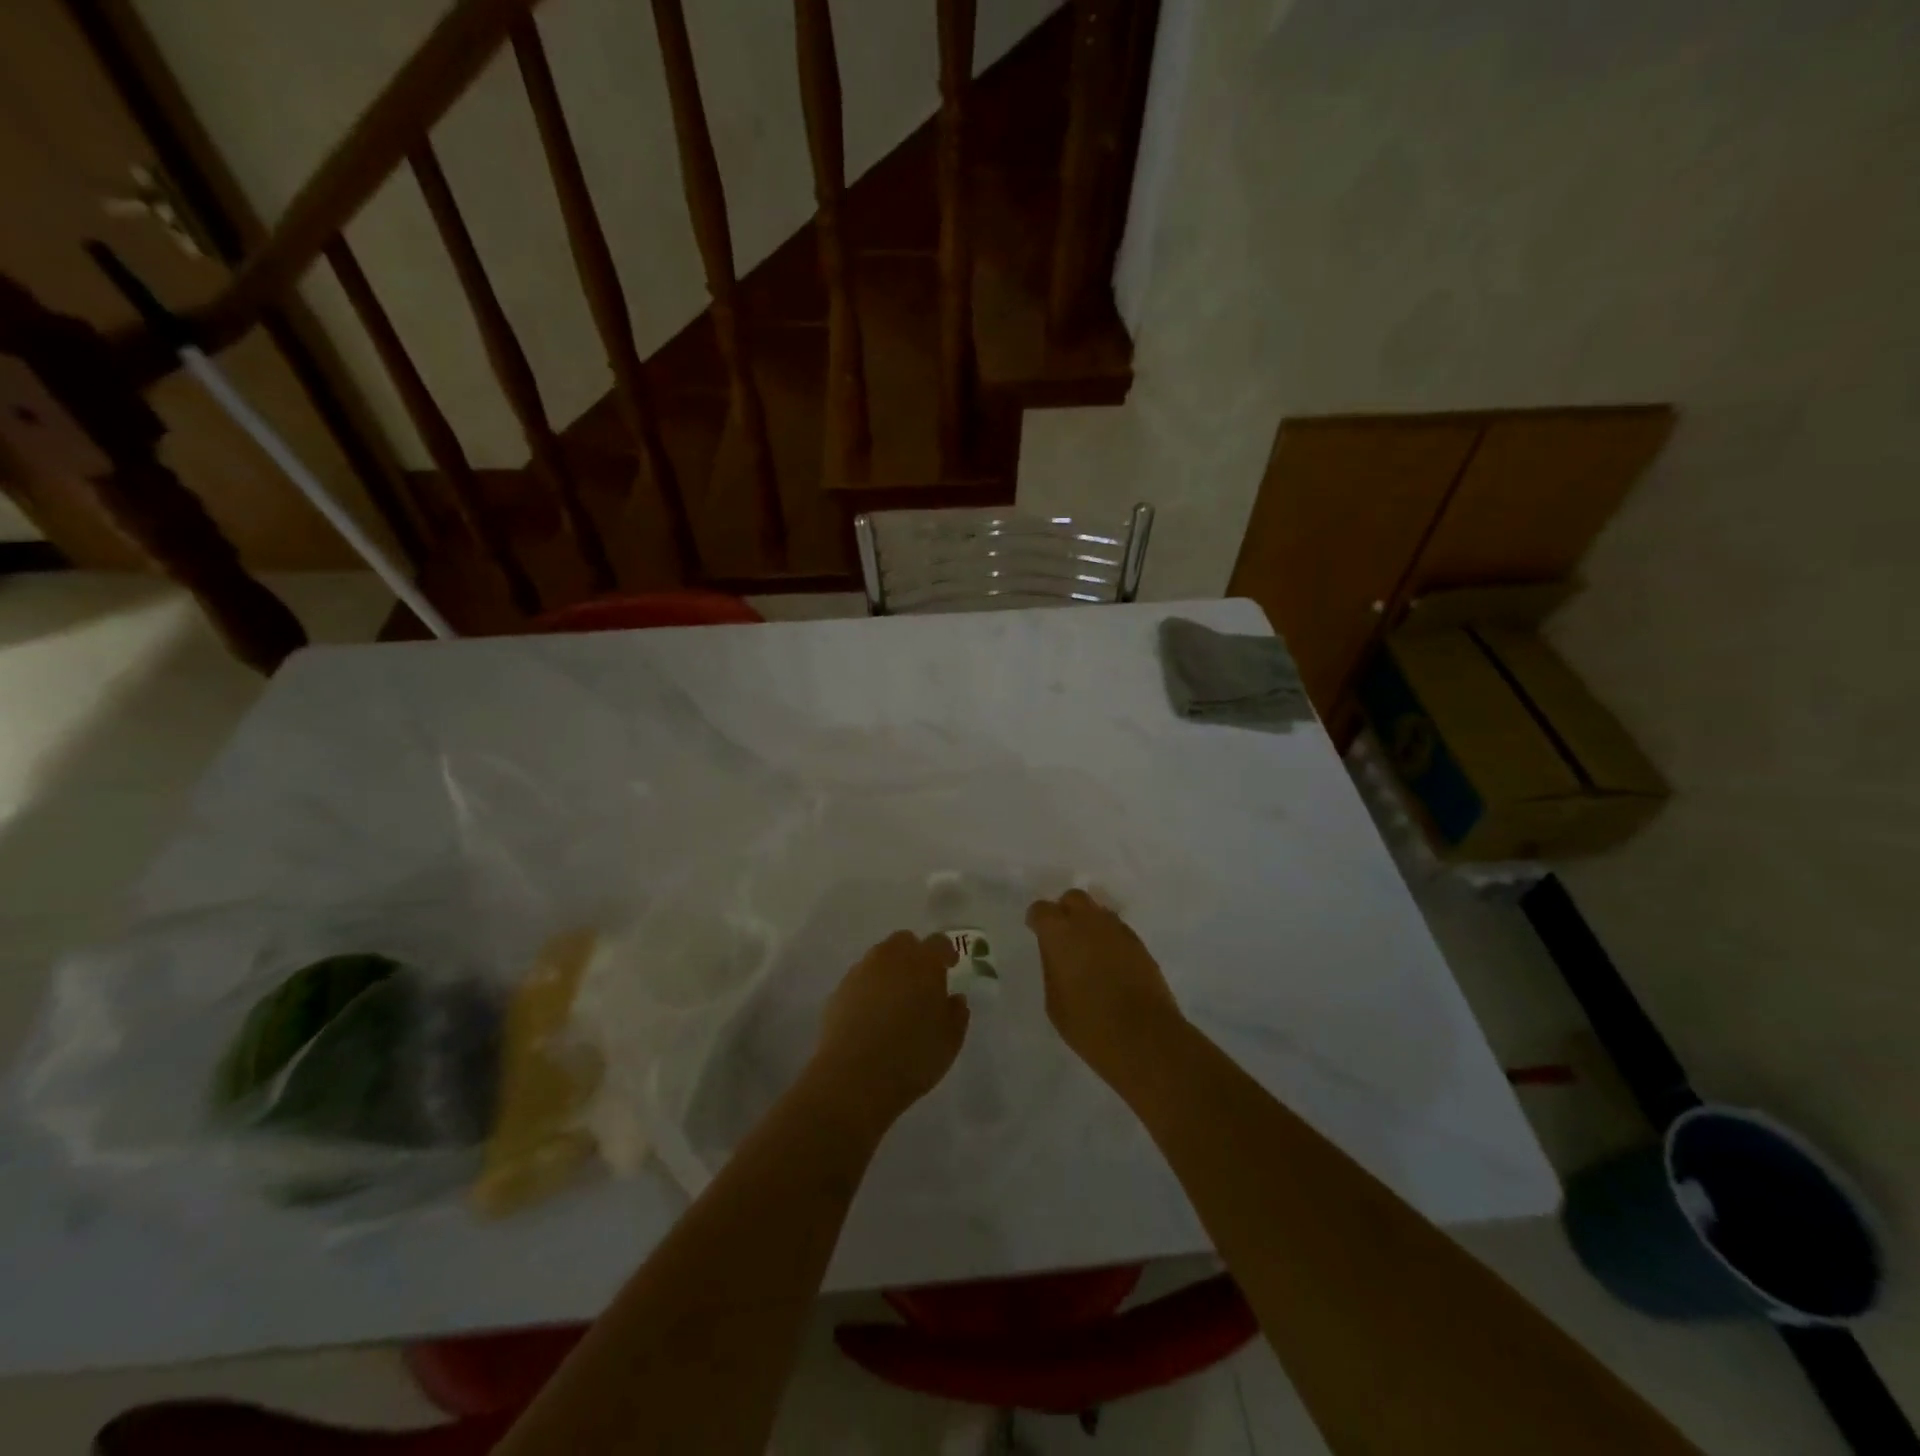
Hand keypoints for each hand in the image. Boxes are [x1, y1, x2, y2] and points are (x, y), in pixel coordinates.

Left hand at [811, 931, 966, 1122]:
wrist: (853, 1079)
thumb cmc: (912, 1057)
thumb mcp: (949, 1041)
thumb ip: (956, 1014)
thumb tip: (954, 998)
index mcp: (923, 963)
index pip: (938, 943)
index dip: (946, 953)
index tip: (950, 967)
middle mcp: (890, 958)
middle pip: (903, 942)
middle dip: (914, 955)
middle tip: (921, 982)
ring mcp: (860, 972)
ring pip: (878, 959)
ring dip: (889, 971)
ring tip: (895, 1001)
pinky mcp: (838, 992)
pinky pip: (859, 981)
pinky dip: (868, 990)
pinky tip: (871, 1017)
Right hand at [1026, 890, 1181, 1081]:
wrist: (1144, 1037)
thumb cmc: (1089, 1024)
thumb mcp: (1054, 1001)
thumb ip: (1052, 968)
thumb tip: (1058, 956)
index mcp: (1060, 933)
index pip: (1041, 910)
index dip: (1037, 920)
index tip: (1036, 932)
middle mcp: (1089, 922)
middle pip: (1073, 898)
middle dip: (1065, 911)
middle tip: (1063, 936)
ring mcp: (1118, 930)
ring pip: (1098, 912)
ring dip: (1089, 923)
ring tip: (1088, 950)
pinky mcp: (1140, 944)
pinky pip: (1117, 930)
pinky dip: (1109, 938)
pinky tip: (1109, 962)